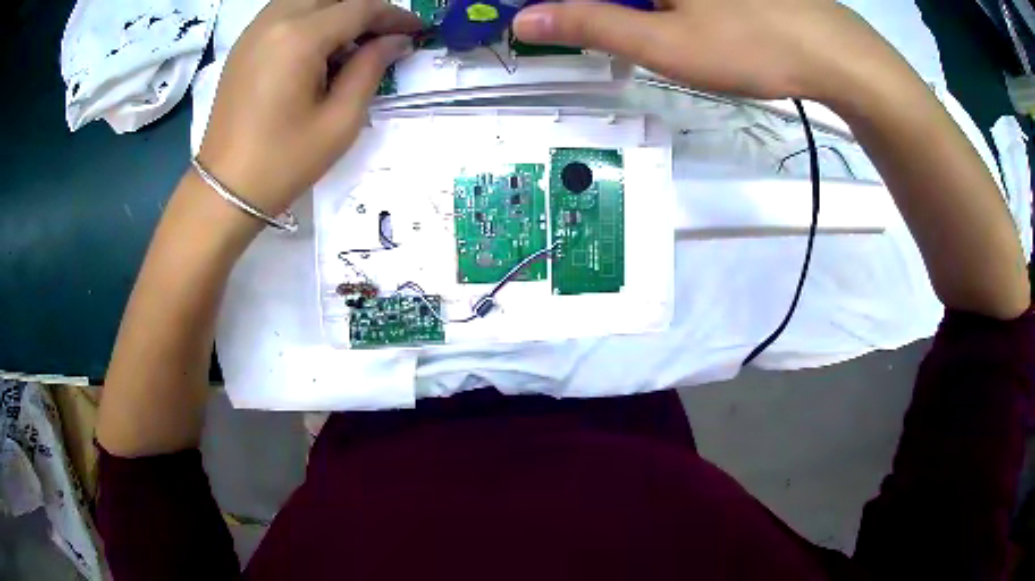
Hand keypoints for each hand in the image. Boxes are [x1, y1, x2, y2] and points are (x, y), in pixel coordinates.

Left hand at [198, 0, 421, 216]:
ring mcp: (254, 30)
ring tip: (352, 41)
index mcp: (299, 38)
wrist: (224, 190)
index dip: (394, 15)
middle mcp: (274, 21)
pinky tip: (318, 46)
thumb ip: (371, 69)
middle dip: (364, 8)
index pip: (359, 7)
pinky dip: (310, 17)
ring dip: (336, 10)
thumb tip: (396, 40)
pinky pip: (284, 11)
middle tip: (384, 35)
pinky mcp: (243, 44)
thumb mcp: (339, 121)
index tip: (416, 31)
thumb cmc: (283, 162)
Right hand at [513, 0, 892, 101]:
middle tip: (573, 25)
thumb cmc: (751, 45)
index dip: (548, 2)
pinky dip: (649, 4)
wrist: (832, 50)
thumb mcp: (665, 44)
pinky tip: (661, 17)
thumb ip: (590, 24)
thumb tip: (525, 19)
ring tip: (622, 26)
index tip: (532, 19)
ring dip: (621, 8)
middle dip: (582, 6)